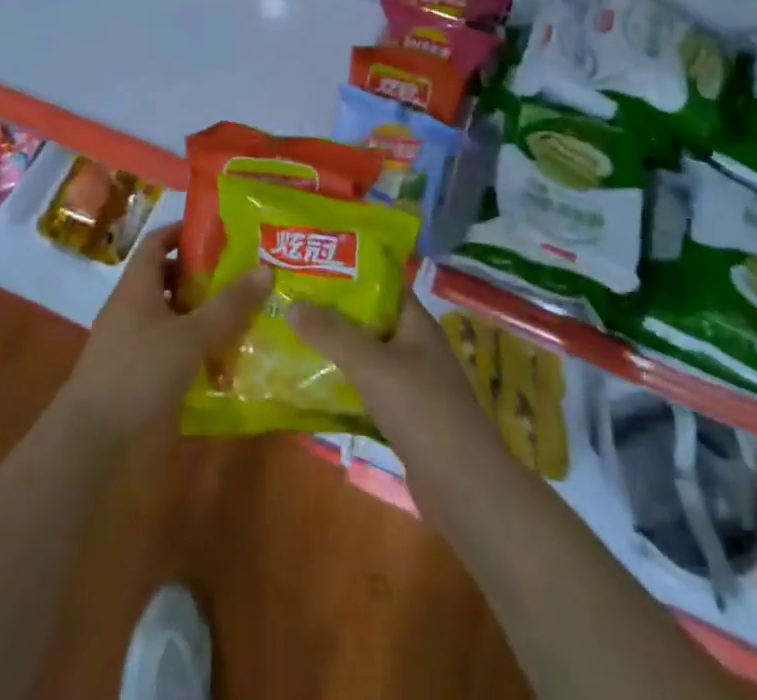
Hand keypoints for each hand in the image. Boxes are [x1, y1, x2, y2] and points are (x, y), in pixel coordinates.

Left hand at [59, 223, 271, 449]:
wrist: (92, 444)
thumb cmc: (138, 373)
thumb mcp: (190, 336)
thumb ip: (229, 306)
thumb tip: (266, 270)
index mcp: (137, 286)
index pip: (158, 242)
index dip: (185, 231)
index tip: (221, 232)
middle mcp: (133, 308)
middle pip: (168, 278)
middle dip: (203, 275)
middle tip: (244, 274)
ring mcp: (134, 343)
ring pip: (173, 316)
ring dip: (203, 314)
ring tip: (244, 314)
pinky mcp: (140, 376)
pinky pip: (172, 349)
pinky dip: (196, 348)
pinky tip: (226, 360)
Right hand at [286, 293, 497, 477]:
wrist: (463, 486)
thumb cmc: (420, 409)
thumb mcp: (371, 364)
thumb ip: (331, 333)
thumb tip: (293, 304)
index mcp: (417, 323)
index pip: (382, 285)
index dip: (349, 275)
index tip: (312, 271)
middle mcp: (416, 347)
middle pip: (371, 320)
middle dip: (334, 314)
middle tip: (293, 304)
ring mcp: (413, 383)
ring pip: (368, 356)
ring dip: (337, 351)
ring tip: (295, 340)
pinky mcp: (405, 417)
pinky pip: (369, 389)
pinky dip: (345, 385)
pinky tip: (315, 387)